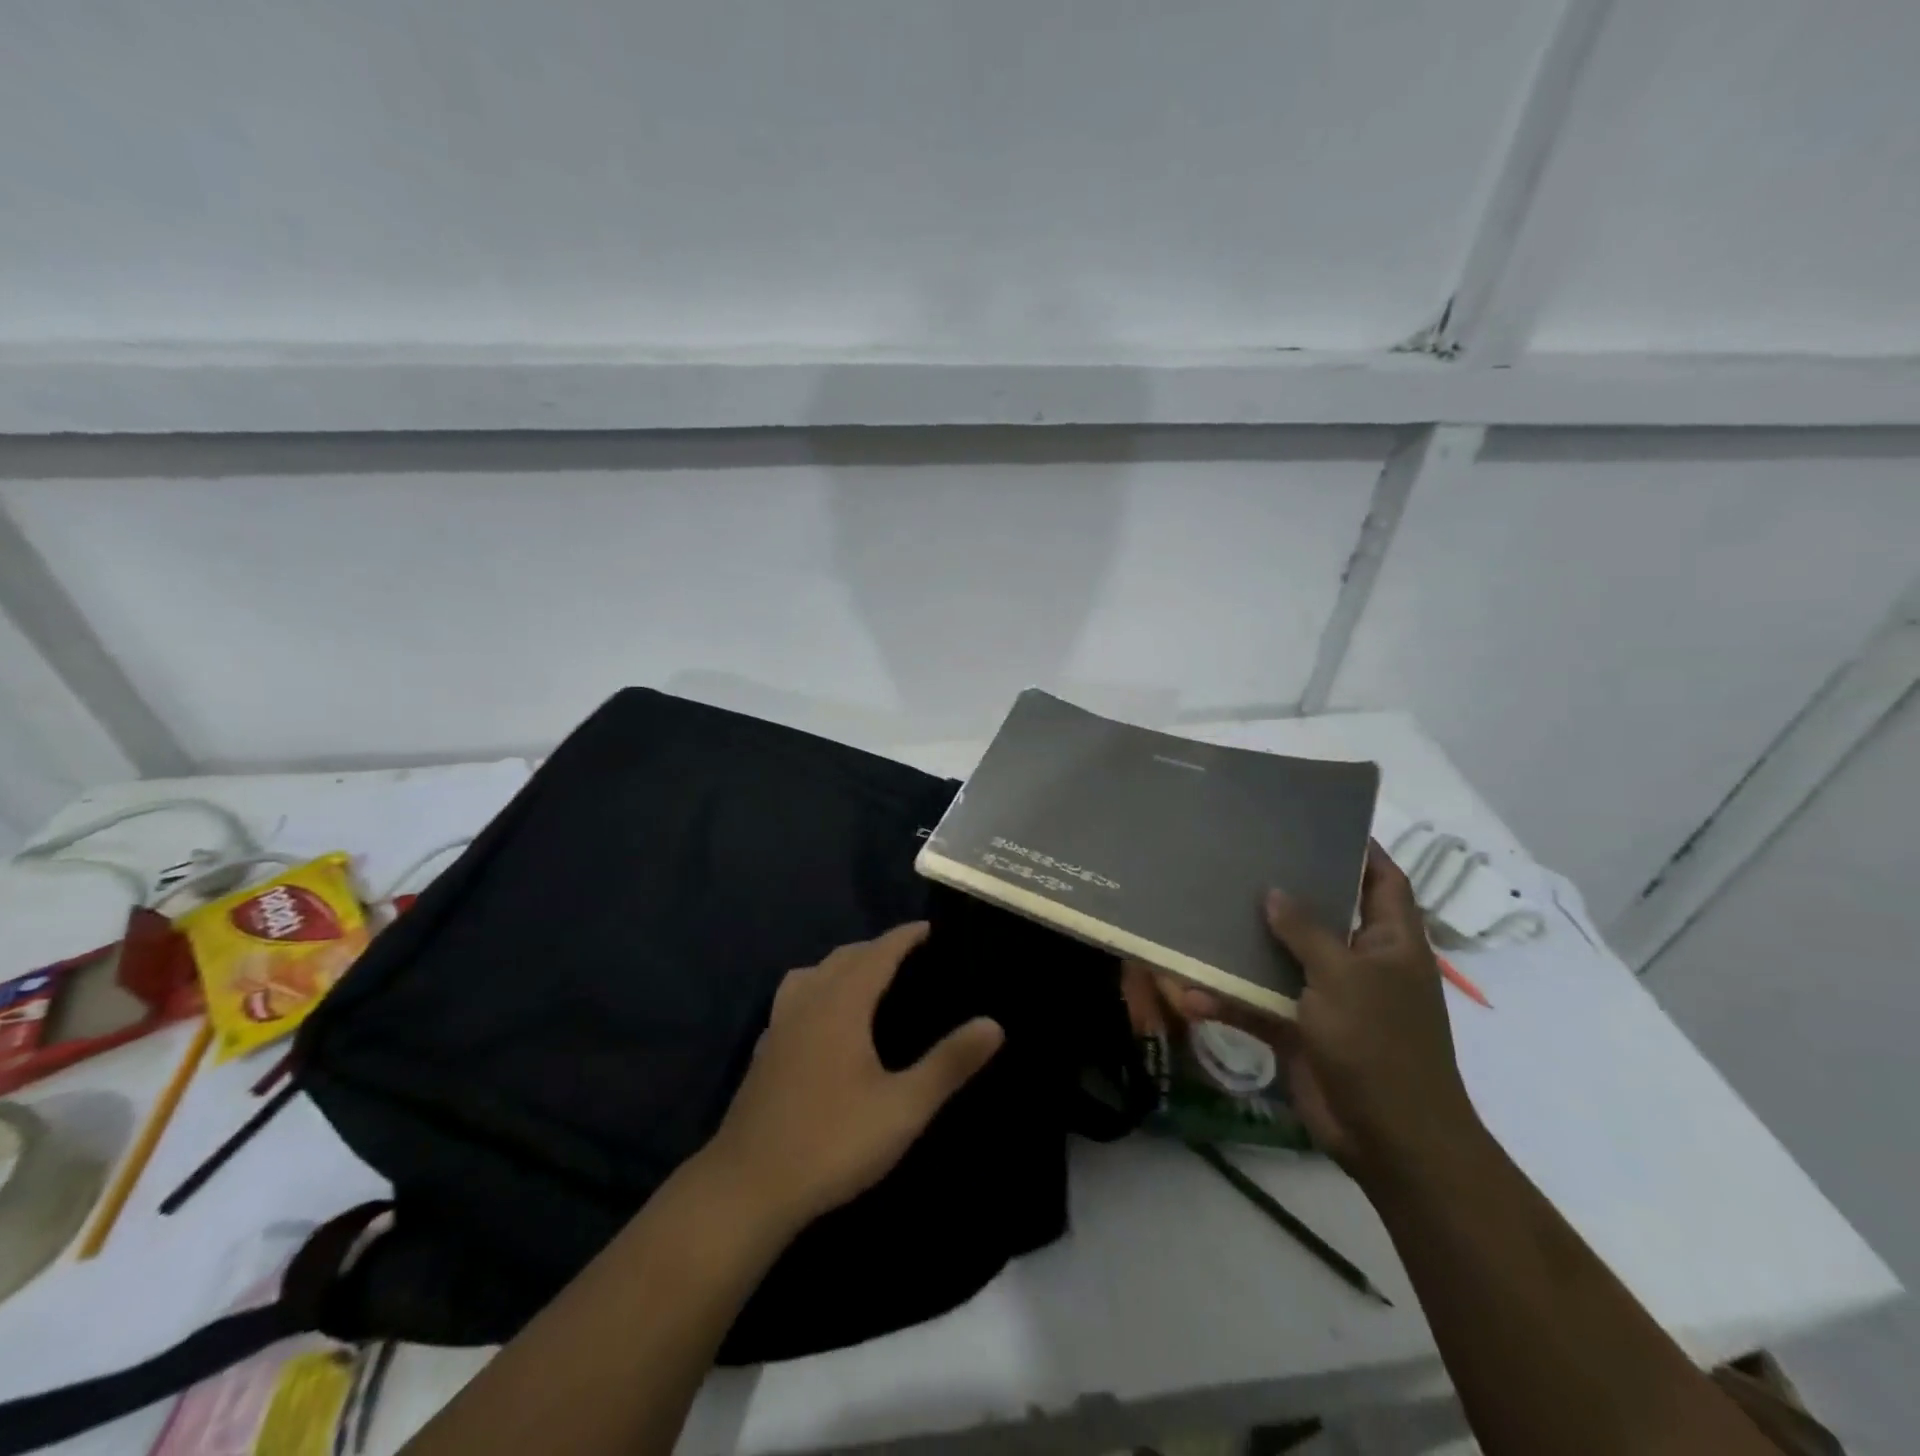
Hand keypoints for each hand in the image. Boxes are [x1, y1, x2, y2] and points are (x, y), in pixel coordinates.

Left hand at [704, 923, 1004, 1229]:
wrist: (747, 1188)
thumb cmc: (832, 1142)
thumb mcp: (903, 1107)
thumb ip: (949, 1063)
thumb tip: (994, 1023)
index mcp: (841, 1004)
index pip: (878, 952)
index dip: (905, 936)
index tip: (930, 928)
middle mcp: (807, 1002)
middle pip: (844, 957)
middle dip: (877, 948)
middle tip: (910, 956)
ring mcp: (779, 1026)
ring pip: (813, 974)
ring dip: (843, 965)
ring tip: (867, 980)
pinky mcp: (765, 1052)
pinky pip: (794, 998)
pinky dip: (817, 990)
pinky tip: (824, 1022)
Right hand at [1159, 844, 1479, 1188]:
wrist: (1389, 1140)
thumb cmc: (1380, 1045)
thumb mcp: (1344, 977)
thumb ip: (1306, 931)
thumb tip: (1276, 891)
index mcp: (1390, 942)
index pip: (1382, 881)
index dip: (1361, 849)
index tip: (1319, 821)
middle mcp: (1360, 962)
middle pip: (1323, 913)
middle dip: (1288, 890)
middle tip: (1244, 857)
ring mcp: (1329, 998)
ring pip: (1282, 958)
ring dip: (1247, 945)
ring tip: (1205, 909)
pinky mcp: (1300, 1030)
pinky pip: (1260, 1005)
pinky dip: (1230, 1000)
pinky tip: (1192, 994)